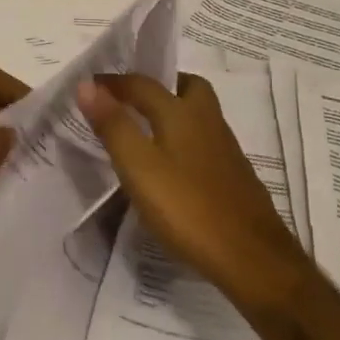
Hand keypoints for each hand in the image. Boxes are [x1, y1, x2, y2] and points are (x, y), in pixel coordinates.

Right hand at [76, 73, 309, 304]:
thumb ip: (113, 125)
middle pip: (186, 87)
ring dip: (173, 110)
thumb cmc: (187, 208)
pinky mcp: (233, 175)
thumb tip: (87, 85)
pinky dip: (184, 138)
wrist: (251, 257)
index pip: (142, 84)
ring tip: (145, 130)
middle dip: (158, 85)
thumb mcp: (138, 167)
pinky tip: (172, 164)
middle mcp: (207, 121)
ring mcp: (225, 148)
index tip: (89, 87)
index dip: (113, 83)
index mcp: (181, 112)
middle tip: (131, 99)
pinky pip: (204, 140)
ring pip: (198, 114)